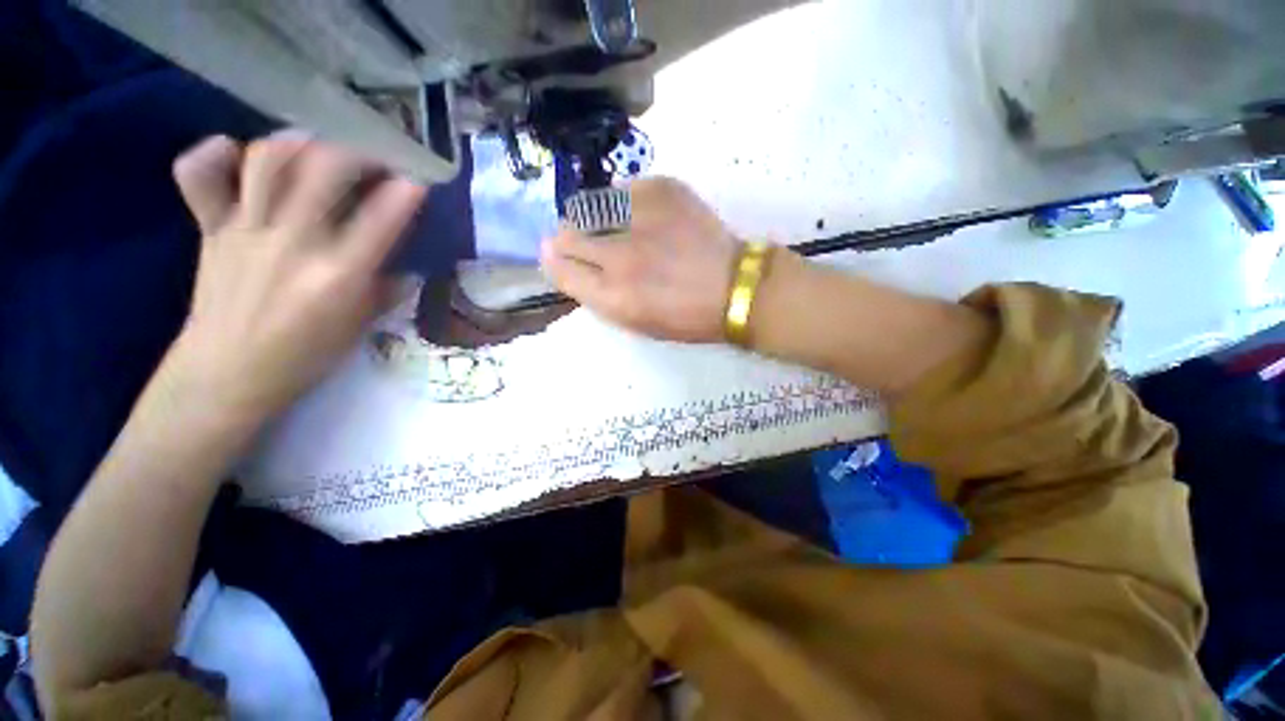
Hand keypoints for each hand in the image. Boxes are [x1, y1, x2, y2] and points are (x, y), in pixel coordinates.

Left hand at [168, 131, 425, 421]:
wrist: (226, 374)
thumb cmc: (305, 356)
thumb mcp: (361, 327)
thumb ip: (387, 291)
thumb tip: (409, 270)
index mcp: (338, 276)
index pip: (381, 219)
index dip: (405, 192)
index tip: (417, 182)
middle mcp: (293, 244)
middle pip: (325, 170)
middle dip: (358, 153)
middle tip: (373, 160)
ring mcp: (246, 231)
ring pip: (269, 160)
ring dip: (302, 143)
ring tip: (320, 148)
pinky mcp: (211, 229)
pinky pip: (201, 175)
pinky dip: (216, 153)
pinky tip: (238, 152)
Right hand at [540, 178, 739, 342]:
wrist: (733, 287)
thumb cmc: (684, 316)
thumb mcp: (634, 322)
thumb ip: (596, 295)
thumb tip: (564, 264)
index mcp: (613, 295)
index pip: (558, 267)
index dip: (555, 261)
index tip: (562, 259)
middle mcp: (619, 254)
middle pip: (566, 233)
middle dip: (569, 239)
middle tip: (588, 243)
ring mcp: (641, 217)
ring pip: (589, 205)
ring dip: (593, 218)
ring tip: (615, 227)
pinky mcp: (662, 189)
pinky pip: (622, 188)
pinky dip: (623, 202)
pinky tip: (641, 215)